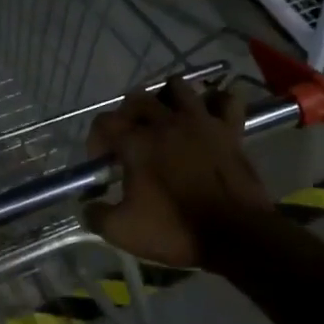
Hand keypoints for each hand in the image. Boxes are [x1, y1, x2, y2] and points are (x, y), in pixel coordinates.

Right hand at [83, 77, 272, 269]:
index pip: (104, 122)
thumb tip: (88, 207)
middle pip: (137, 99)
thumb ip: (96, 215)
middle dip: (126, 116)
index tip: (102, 163)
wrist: (236, 235)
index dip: (96, 140)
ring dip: (166, 99)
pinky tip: (208, 116)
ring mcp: (201, 122)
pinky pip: (225, 100)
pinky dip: (215, 102)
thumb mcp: (122, 231)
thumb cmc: (175, 230)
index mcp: (137, 143)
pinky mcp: (230, 130)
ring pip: (178, 88)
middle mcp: (166, 123)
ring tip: (165, 121)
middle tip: (129, 141)